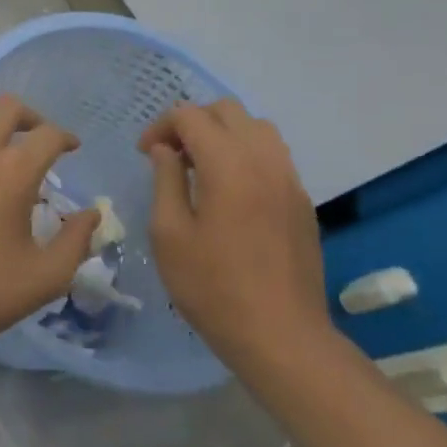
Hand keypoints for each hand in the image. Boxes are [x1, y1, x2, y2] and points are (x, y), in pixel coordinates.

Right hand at [139, 99, 330, 361]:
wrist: (280, 335)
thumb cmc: (212, 287)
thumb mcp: (169, 234)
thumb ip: (165, 180)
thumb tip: (166, 151)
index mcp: (228, 165)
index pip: (191, 116)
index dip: (161, 126)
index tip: (145, 154)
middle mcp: (264, 160)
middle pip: (227, 111)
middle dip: (192, 123)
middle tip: (170, 156)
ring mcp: (290, 179)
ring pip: (256, 128)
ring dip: (223, 134)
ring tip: (200, 167)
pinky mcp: (301, 200)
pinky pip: (273, 155)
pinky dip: (245, 153)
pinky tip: (229, 190)